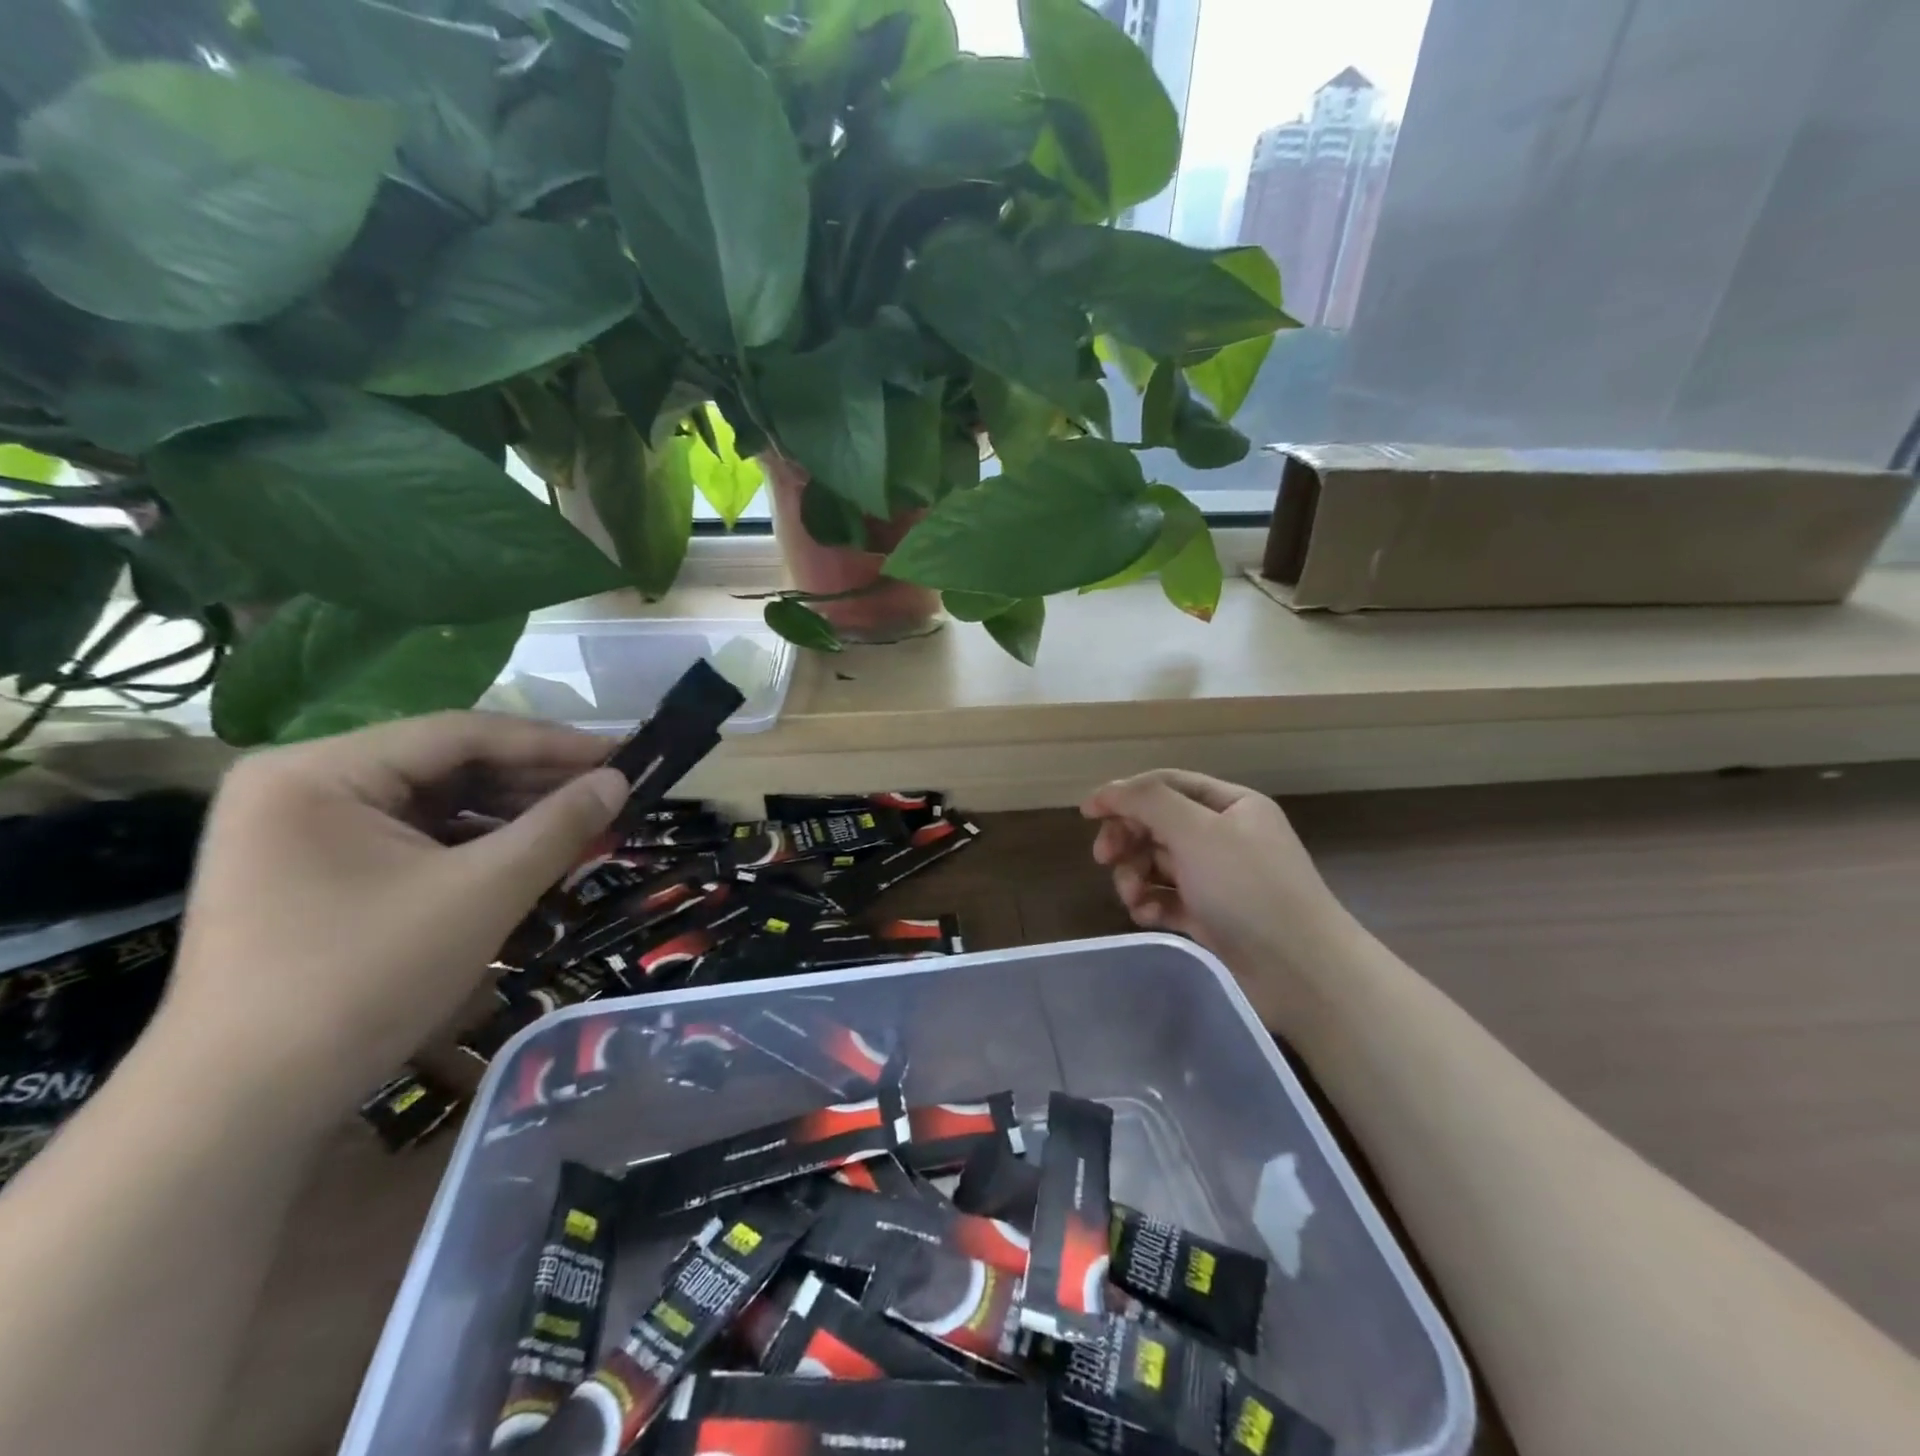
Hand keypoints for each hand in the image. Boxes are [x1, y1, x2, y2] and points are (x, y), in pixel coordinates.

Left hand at [157, 713, 627, 1116]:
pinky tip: (529, 856)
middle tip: (609, 792)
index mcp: (319, 771)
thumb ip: (558, 827)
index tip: (621, 753)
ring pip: (435, 805)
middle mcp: (303, 787)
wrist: (245, 1110)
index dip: (551, 743)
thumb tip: (620, 781)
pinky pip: (415, 841)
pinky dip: (476, 847)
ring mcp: (304, 833)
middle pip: (445, 766)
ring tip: (581, 824)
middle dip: (532, 783)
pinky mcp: (317, 875)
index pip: (460, 734)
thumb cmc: (364, 979)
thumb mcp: (482, 893)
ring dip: (511, 816)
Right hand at [1081, 770, 1356, 1022]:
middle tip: (1104, 858)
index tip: (1086, 813)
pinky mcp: (1211, 917)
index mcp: (1231, 806)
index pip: (1166, 786)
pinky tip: (1146, 917)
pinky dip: (1151, 904)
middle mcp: (1225, 837)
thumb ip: (1148, 802)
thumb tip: (1107, 792)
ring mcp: (1218, 879)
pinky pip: (1167, 899)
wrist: (1302, 971)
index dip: (1124, 794)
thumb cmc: (1248, 888)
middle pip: (1158, 825)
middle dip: (1128, 839)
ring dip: (1135, 875)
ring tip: (1132, 898)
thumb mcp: (1197, 831)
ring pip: (1158, 864)